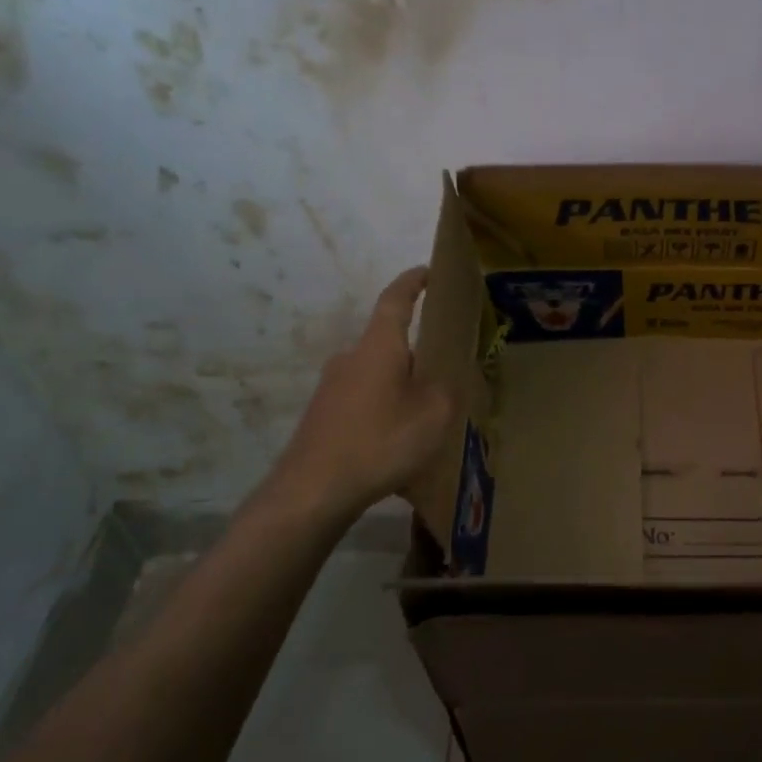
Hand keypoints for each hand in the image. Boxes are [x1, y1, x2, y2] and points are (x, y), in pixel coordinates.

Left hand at [245, 267, 454, 524]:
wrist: (313, 490)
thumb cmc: (380, 441)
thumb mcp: (434, 416)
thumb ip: (448, 390)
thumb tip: (446, 380)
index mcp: (378, 346)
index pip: (396, 299)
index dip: (413, 282)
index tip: (428, 271)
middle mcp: (350, 357)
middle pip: (388, 343)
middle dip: (417, 353)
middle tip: (445, 372)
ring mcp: (331, 387)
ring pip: (377, 375)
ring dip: (400, 386)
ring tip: (426, 415)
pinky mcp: (323, 415)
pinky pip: (363, 400)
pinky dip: (384, 409)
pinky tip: (397, 441)